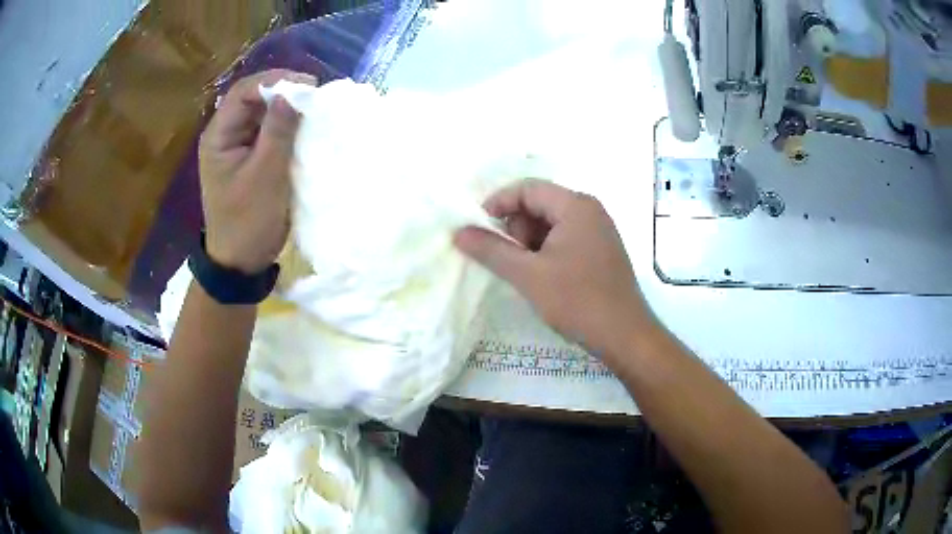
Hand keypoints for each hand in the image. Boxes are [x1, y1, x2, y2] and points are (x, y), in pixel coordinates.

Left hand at [198, 69, 316, 273]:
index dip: (274, 81)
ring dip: (287, 107)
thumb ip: (278, 131)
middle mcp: (225, 135)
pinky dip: (286, 125)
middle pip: (252, 98)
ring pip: (262, 113)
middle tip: (315, 95)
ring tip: (314, 107)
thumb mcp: (265, 176)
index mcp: (218, 137)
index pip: (242, 92)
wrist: (240, 262)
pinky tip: (305, 126)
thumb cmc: (248, 222)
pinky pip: (268, 131)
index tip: (307, 86)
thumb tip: (293, 93)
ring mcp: (237, 146)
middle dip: (283, 91)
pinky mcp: (249, 158)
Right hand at [454, 179, 656, 358]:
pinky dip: (546, 251)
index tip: (478, 229)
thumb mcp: (528, 275)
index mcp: (575, 205)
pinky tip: (544, 277)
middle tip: (510, 260)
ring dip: (530, 242)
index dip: (498, 203)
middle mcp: (590, 210)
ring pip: (551, 223)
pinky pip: (565, 238)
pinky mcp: (601, 250)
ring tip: (528, 274)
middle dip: (517, 227)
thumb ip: (491, 250)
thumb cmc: (577, 301)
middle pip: (539, 203)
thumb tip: (459, 232)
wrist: (625, 336)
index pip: (527, 188)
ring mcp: (598, 230)